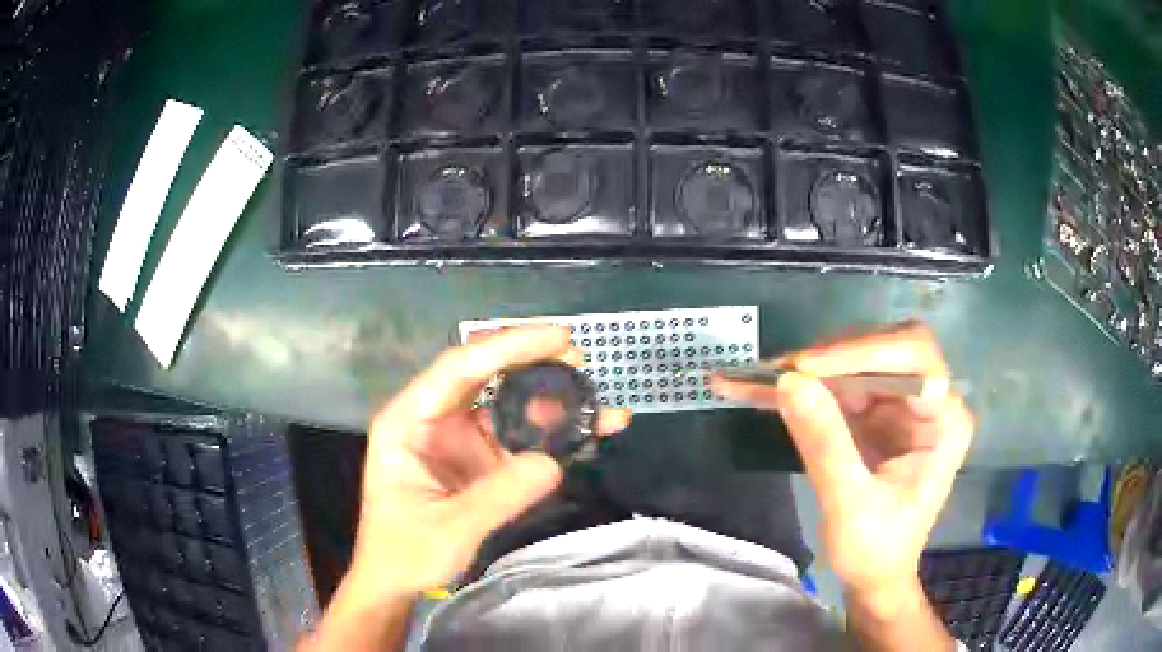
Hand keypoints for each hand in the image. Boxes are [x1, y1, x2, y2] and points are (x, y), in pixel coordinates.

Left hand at [351, 325, 630, 601]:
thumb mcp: (450, 529)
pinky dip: (551, 435)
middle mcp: (432, 419)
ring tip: (599, 405)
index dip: (508, 348)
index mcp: (408, 421)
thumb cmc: (405, 553)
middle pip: (485, 375)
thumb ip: (500, 495)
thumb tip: (553, 462)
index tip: (557, 339)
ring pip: (507, 404)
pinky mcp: (477, 459)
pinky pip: (517, 437)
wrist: (396, 582)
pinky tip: (585, 434)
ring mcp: (457, 438)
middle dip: (533, 363)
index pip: (459, 369)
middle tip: (581, 360)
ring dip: (551, 402)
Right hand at [712, 322, 973, 609]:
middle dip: (830, 359)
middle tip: (779, 373)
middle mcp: (927, 401)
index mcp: (944, 419)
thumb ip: (825, 444)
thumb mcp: (850, 506)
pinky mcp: (874, 414)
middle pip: (882, 351)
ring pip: (853, 364)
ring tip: (756, 378)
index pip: (913, 357)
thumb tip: (788, 382)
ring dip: (806, 371)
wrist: (873, 577)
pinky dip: (800, 388)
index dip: (862, 352)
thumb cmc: (875, 550)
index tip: (805, 368)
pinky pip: (836, 387)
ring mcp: (899, 405)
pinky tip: (759, 387)